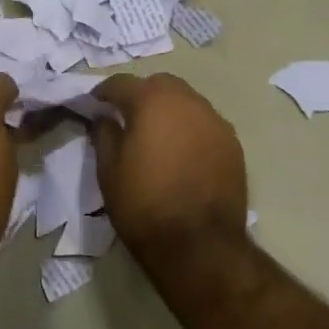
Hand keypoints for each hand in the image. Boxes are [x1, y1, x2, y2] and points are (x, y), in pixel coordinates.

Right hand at [93, 74, 248, 264]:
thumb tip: (106, 117)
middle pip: (160, 84)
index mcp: (152, 102)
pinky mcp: (233, 143)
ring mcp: (215, 121)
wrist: (199, 245)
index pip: (122, 83)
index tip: (95, 105)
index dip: (105, 92)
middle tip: (127, 118)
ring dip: (168, 110)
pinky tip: (181, 153)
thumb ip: (104, 134)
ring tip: (157, 136)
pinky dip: (189, 129)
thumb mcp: (108, 170)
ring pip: (187, 101)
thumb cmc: (143, 205)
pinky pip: (205, 123)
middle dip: (141, 94)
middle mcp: (188, 101)